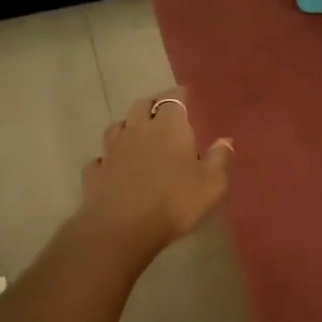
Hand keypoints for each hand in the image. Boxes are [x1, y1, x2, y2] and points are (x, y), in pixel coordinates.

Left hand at [80, 94, 233, 252]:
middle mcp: (138, 130)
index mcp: (169, 127)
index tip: (185, 95)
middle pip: (142, 106)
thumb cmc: (174, 201)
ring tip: (135, 133)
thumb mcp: (211, 184)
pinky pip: (100, 159)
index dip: (180, 95)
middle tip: (161, 112)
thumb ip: (219, 159)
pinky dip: (106, 159)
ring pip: (117, 127)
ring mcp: (112, 150)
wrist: (123, 227)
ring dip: (127, 126)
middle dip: (152, 105)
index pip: (174, 99)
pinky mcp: (96, 172)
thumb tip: (225, 140)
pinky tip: (111, 166)